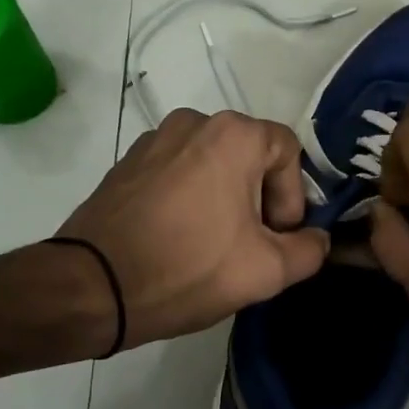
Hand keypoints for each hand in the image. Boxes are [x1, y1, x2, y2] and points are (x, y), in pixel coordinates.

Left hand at [54, 109, 329, 349]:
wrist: (92, 287)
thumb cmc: (188, 270)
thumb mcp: (266, 271)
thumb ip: (310, 250)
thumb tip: (316, 238)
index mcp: (233, 135)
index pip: (288, 151)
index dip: (292, 196)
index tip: (276, 237)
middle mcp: (194, 122)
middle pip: (250, 156)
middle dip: (260, 199)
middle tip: (250, 245)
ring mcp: (155, 139)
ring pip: (213, 163)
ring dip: (225, 198)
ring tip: (213, 244)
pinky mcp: (128, 162)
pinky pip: (178, 171)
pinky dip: (190, 197)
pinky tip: (179, 238)